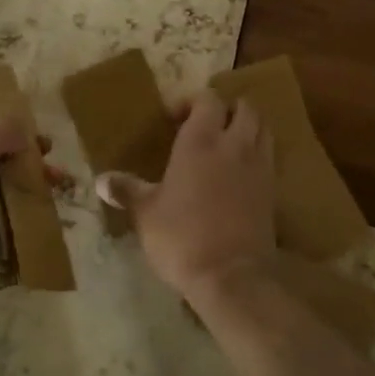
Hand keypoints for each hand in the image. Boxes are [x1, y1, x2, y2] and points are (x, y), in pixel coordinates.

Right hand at [97, 90, 275, 307]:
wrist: (232, 276)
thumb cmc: (182, 237)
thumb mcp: (146, 214)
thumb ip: (127, 190)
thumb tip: (101, 181)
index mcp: (201, 141)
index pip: (208, 99)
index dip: (192, 101)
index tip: (173, 118)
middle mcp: (234, 145)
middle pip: (244, 107)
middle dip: (226, 109)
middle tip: (205, 126)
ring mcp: (259, 166)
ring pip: (263, 128)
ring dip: (247, 127)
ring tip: (226, 143)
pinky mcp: (273, 190)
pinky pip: (269, 156)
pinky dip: (257, 153)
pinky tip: (239, 172)